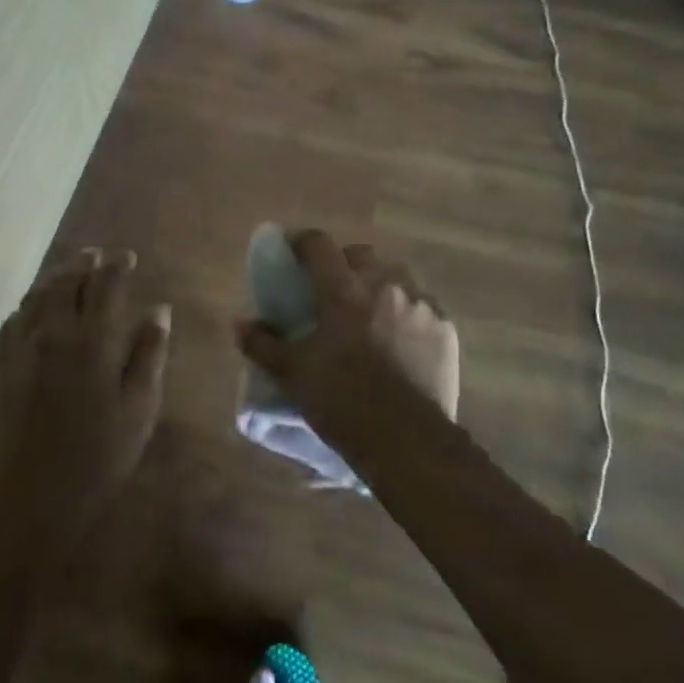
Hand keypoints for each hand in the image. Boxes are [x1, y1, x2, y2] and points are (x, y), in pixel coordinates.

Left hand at [0, 249, 170, 539]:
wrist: (27, 500)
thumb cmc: (96, 458)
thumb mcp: (138, 409)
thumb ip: (149, 355)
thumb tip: (159, 311)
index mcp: (92, 339)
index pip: (105, 284)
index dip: (117, 265)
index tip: (127, 257)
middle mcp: (53, 331)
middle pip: (66, 281)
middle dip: (83, 263)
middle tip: (96, 255)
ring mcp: (20, 348)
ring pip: (36, 295)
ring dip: (54, 277)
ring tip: (68, 271)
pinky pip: (12, 320)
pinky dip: (28, 304)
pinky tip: (33, 310)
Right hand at [239, 231, 459, 438]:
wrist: (408, 440)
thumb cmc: (342, 401)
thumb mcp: (293, 373)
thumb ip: (263, 343)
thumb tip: (240, 323)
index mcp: (342, 289)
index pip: (319, 244)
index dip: (302, 242)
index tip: (293, 251)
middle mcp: (383, 283)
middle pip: (360, 254)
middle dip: (343, 264)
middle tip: (332, 289)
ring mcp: (419, 302)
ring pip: (394, 275)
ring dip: (378, 283)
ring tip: (369, 311)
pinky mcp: (444, 326)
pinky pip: (421, 303)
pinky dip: (406, 310)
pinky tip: (400, 336)